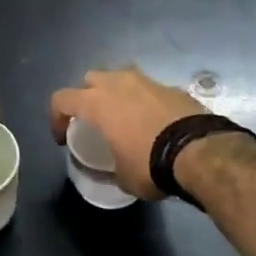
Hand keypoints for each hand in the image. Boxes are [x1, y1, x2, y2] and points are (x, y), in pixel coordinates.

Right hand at [49, 68, 206, 200]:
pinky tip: (154, 123)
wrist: (200, 150)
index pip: (61, 99)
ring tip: (125, 118)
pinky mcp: (171, 87)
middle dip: (87, 96)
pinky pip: (148, 89)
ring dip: (117, 94)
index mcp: (97, 102)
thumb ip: (111, 167)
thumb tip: (116, 169)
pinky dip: (145, 102)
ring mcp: (147, 81)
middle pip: (91, 78)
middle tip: (94, 120)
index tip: (63, 139)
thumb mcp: (122, 177)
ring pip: (121, 78)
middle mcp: (118, 83)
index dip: (55, 118)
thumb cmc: (150, 164)